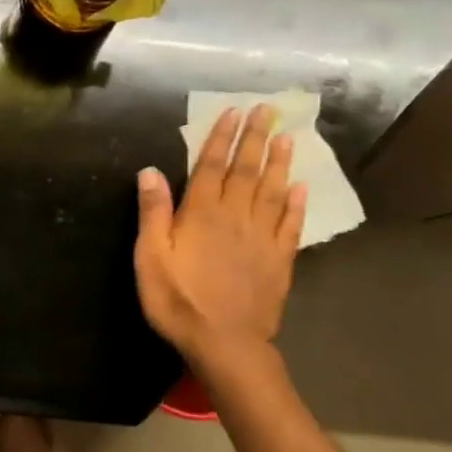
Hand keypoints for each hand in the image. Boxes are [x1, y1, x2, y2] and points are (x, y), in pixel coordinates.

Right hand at [134, 104, 306, 370]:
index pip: (211, 166)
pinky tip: (301, 188)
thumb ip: (153, 213)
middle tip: (267, 109)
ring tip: (287, 138)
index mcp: (201, 214)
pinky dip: (296, 204)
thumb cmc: (178, 300)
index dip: (221, 138)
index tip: (233, 112)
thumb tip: (150, 170)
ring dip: (279, 162)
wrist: (225, 342)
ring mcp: (262, 238)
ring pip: (272, 191)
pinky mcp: (280, 260)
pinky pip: (291, 224)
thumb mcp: (150, 258)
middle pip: (246, 170)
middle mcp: (235, 217)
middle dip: (255, 138)